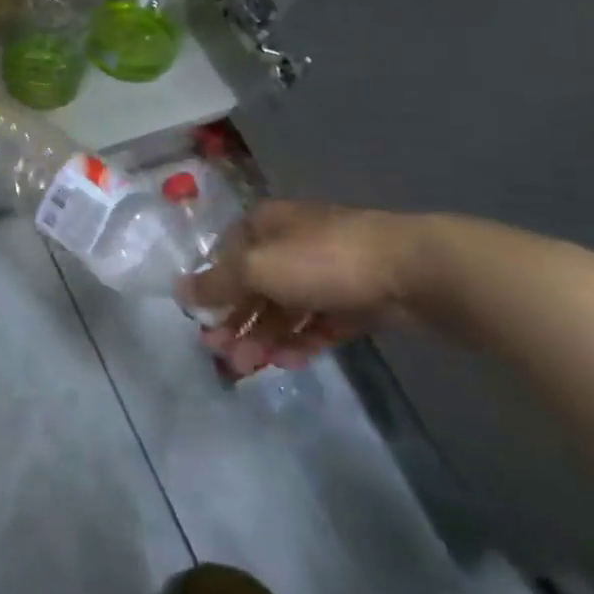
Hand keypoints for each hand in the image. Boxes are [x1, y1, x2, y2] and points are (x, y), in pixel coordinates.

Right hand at [179, 200, 422, 378]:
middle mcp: (291, 243)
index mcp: (265, 225)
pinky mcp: (355, 299)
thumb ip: (217, 283)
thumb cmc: (323, 260)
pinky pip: (318, 322)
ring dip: (264, 337)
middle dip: (237, 322)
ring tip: (253, 368)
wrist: (415, 271)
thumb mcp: (258, 269)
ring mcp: (326, 271)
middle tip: (224, 357)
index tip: (202, 322)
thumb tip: (177, 289)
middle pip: (254, 285)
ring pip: (285, 307)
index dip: (212, 288)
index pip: (226, 255)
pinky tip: (289, 362)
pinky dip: (301, 341)